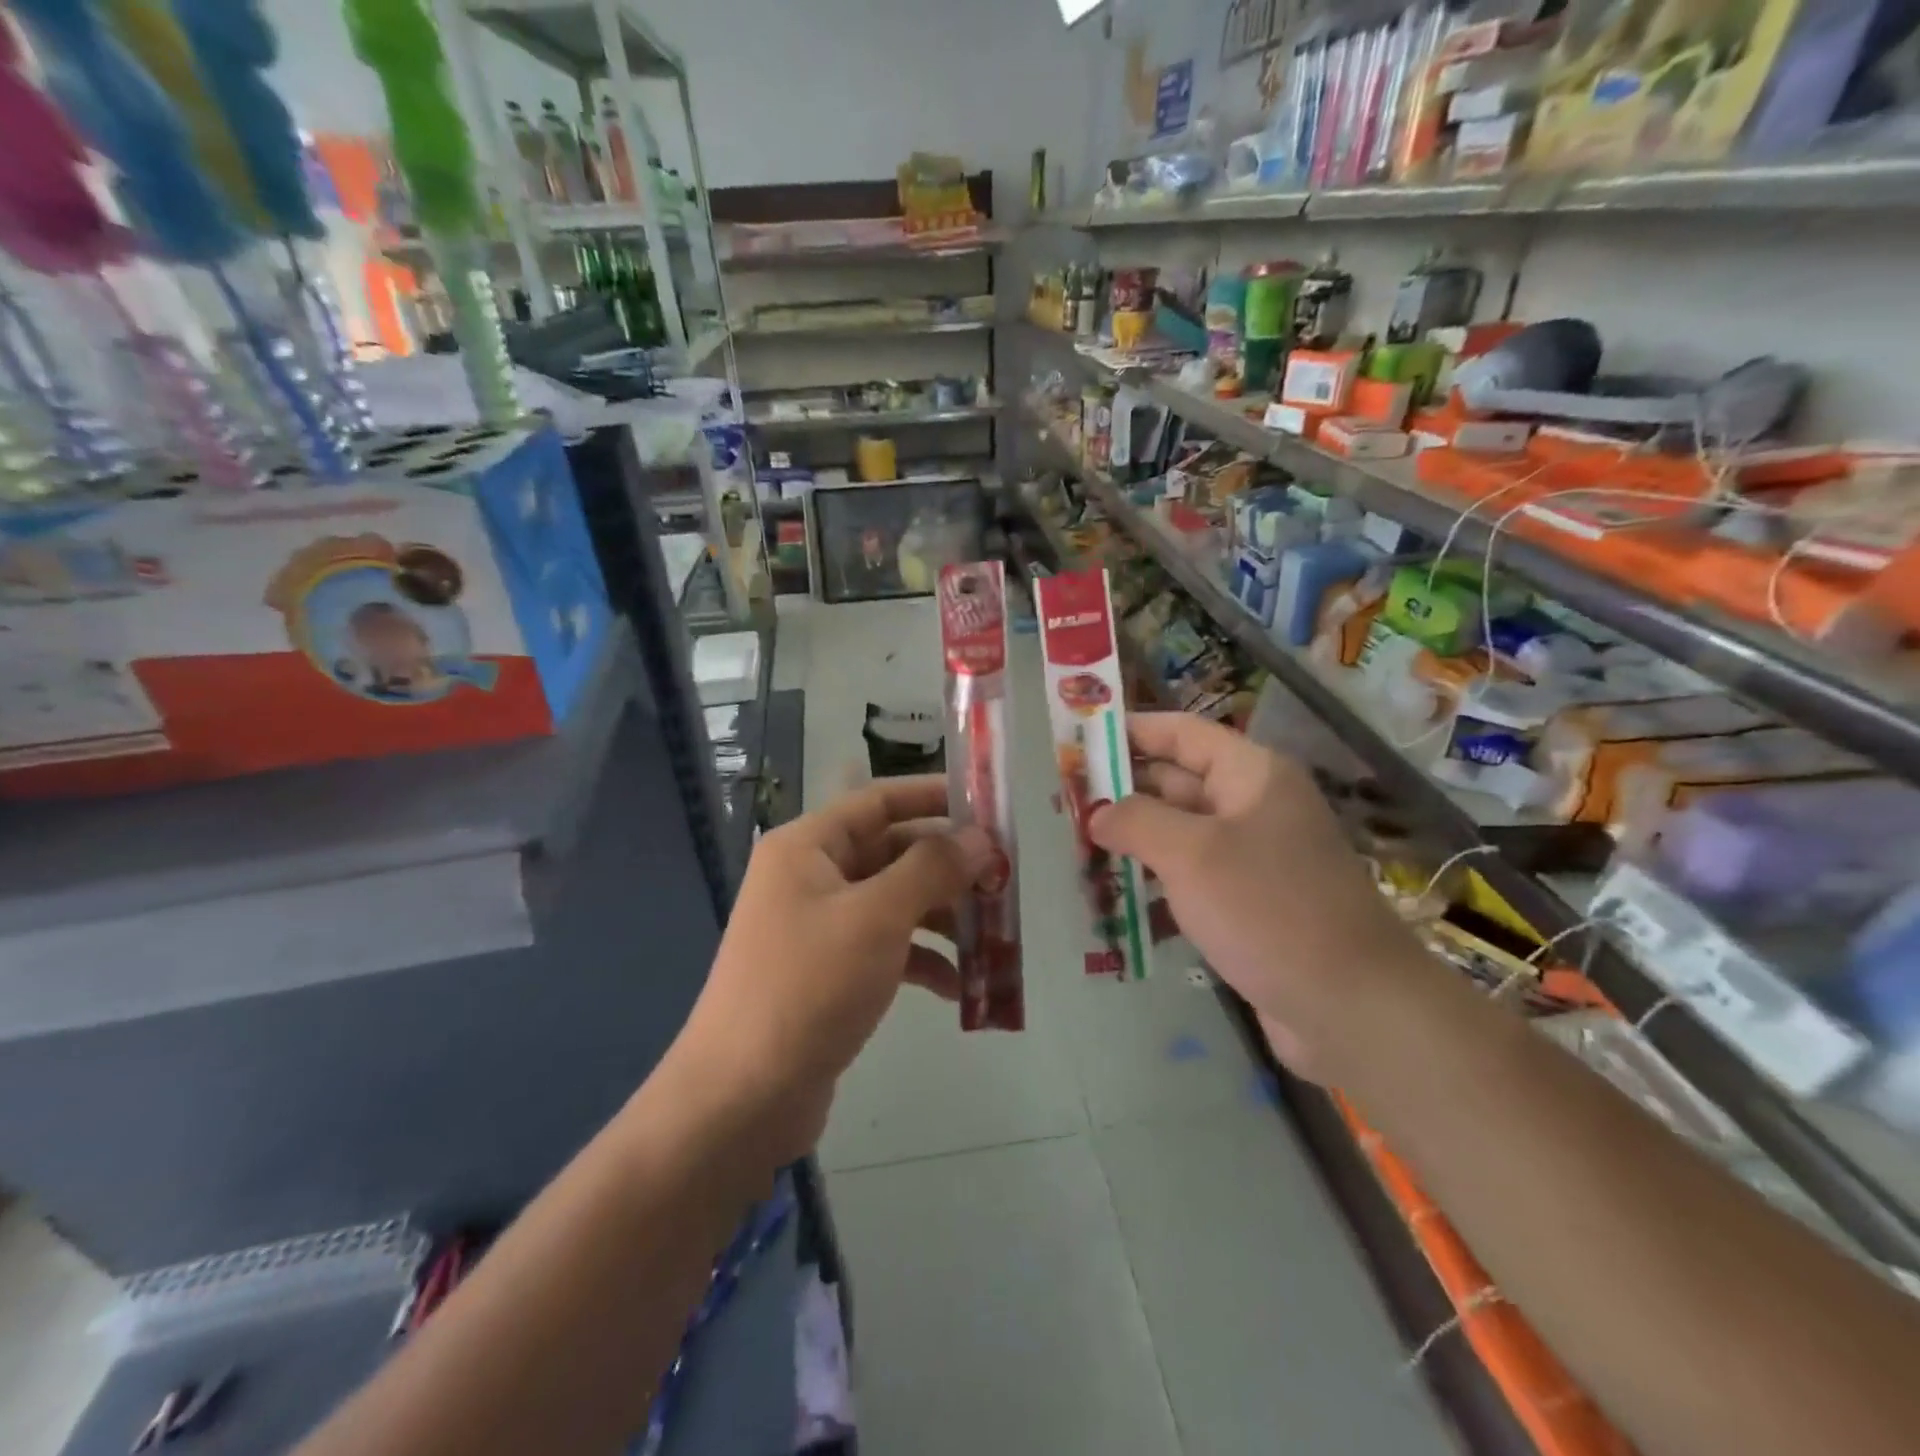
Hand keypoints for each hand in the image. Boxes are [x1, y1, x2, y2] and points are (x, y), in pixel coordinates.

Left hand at [671, 776, 994, 1162]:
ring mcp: (819, 927)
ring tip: (993, 937)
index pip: (879, 801)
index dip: (934, 797)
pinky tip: (959, 988)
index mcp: (808, 847)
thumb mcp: (877, 916)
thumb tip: (980, 837)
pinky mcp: (828, 973)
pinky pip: (885, 949)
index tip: (988, 808)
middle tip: (1004, 880)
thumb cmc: (809, 986)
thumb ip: (932, 868)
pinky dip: (922, 961)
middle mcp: (810, 877)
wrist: (742, 1098)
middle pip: (892, 853)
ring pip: (894, 903)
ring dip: (942, 917)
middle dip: (949, 867)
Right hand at [1089, 714, 1424, 1078]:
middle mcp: (1253, 807)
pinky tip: (1115, 906)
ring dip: (1132, 843)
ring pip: (1179, 835)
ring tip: (1077, 854)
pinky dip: (1154, 887)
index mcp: (1251, 775)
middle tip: (1064, 807)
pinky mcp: (1248, 904)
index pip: (1181, 733)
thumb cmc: (1268, 909)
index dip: (1130, 731)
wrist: (1351, 1007)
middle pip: (1175, 783)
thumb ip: (1135, 821)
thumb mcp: (1191, 854)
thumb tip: (1097, 812)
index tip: (1078, 740)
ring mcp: (1252, 858)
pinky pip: (1191, 880)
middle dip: (1121, 793)